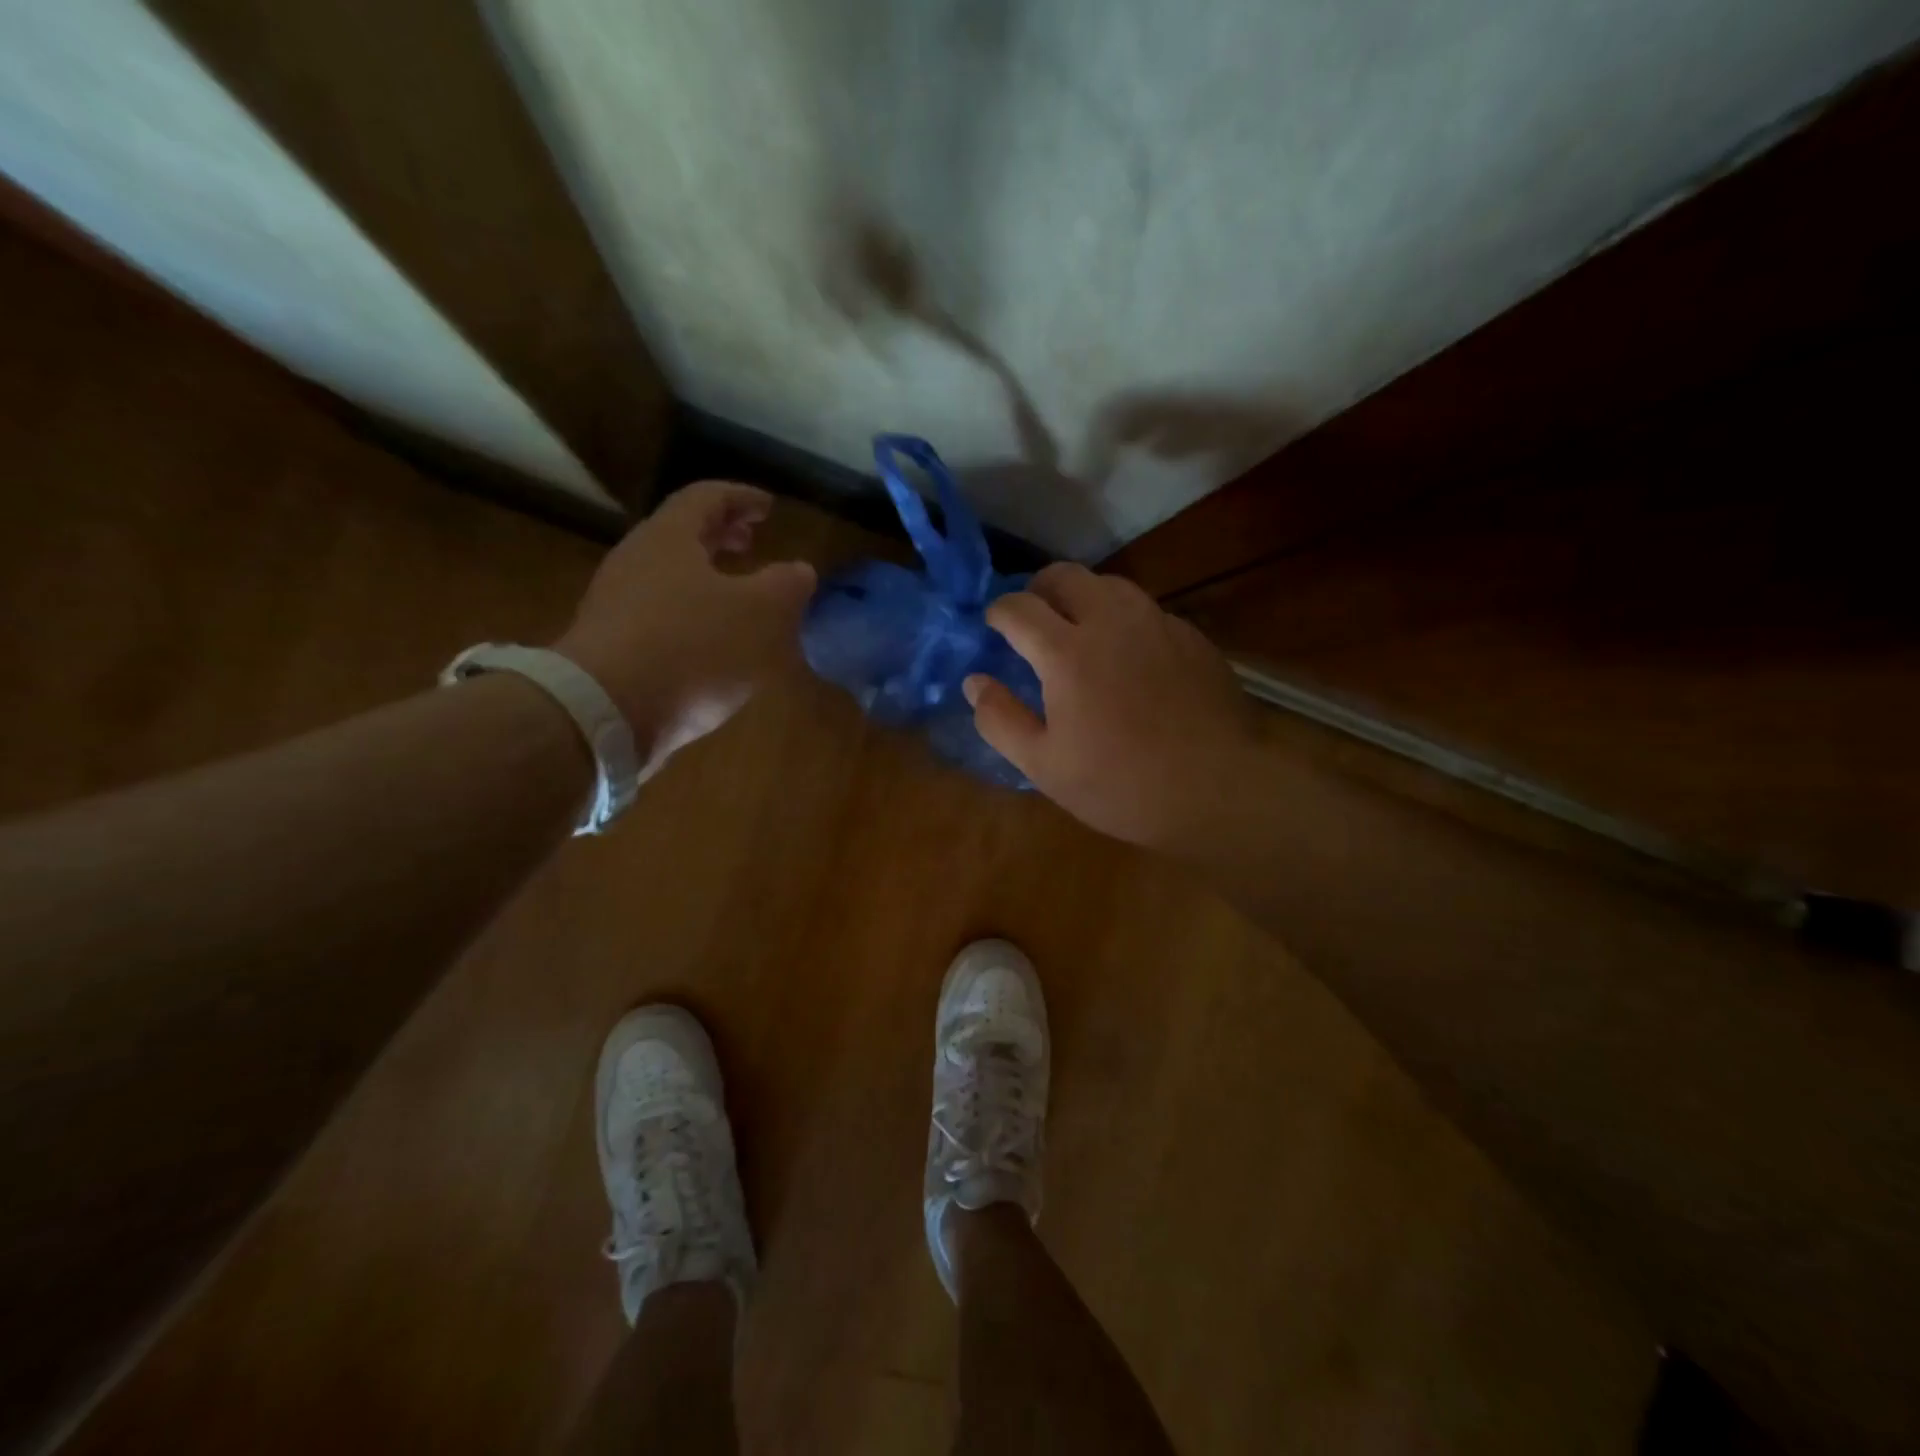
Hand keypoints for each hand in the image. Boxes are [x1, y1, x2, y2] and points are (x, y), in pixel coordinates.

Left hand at [553, 482, 815, 772]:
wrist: (605, 712)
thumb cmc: (692, 648)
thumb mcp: (762, 614)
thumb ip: (786, 586)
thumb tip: (799, 571)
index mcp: (670, 539)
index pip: (707, 496)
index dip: (742, 497)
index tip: (770, 507)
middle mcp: (636, 562)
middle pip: (682, 535)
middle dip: (721, 536)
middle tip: (752, 542)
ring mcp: (617, 606)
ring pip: (670, 577)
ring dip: (708, 579)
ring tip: (739, 598)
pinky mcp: (611, 648)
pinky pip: (660, 616)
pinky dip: (693, 616)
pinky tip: (713, 646)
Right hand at [966, 563, 1259, 849]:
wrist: (1219, 788)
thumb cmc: (1122, 784)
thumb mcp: (1045, 766)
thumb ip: (1000, 720)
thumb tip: (975, 682)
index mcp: (1067, 652)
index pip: (1019, 608)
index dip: (998, 612)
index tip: (994, 625)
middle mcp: (1111, 621)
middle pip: (1065, 575)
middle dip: (1038, 589)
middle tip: (1032, 619)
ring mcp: (1157, 623)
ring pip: (1110, 584)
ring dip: (1082, 597)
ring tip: (1077, 630)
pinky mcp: (1190, 636)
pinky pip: (1146, 609)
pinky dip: (1123, 619)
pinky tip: (1127, 654)